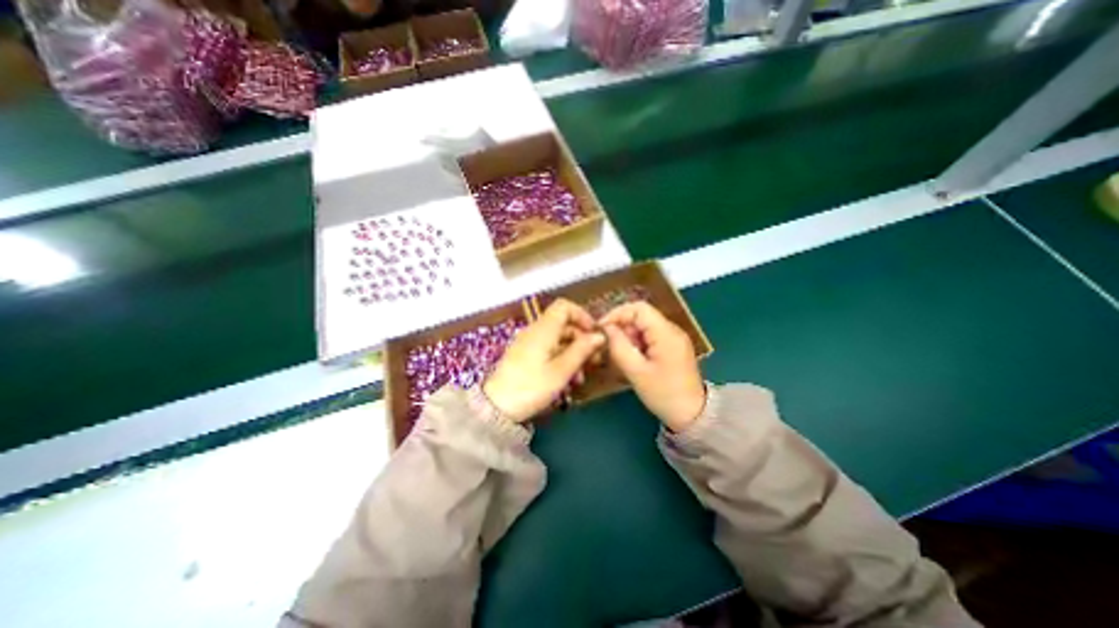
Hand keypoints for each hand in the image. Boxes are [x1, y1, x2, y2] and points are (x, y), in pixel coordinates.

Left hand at [480, 296, 603, 421]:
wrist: (496, 407)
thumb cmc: (532, 387)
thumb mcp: (561, 371)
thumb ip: (581, 350)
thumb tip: (599, 336)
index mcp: (544, 329)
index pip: (564, 306)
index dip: (582, 315)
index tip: (594, 333)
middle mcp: (535, 331)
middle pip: (563, 324)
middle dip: (581, 340)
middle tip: (593, 360)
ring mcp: (528, 343)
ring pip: (557, 339)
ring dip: (572, 353)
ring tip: (580, 377)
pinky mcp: (524, 355)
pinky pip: (548, 349)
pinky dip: (560, 359)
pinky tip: (567, 380)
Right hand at [599, 300, 701, 430]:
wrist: (693, 415)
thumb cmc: (664, 394)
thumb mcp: (636, 372)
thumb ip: (619, 346)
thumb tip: (606, 328)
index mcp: (666, 333)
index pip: (638, 308)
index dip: (617, 313)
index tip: (602, 328)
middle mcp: (672, 330)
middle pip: (641, 316)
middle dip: (622, 327)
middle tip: (609, 345)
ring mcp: (674, 338)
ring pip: (644, 326)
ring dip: (629, 336)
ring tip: (621, 355)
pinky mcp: (673, 347)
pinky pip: (650, 336)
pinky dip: (637, 343)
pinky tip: (632, 359)